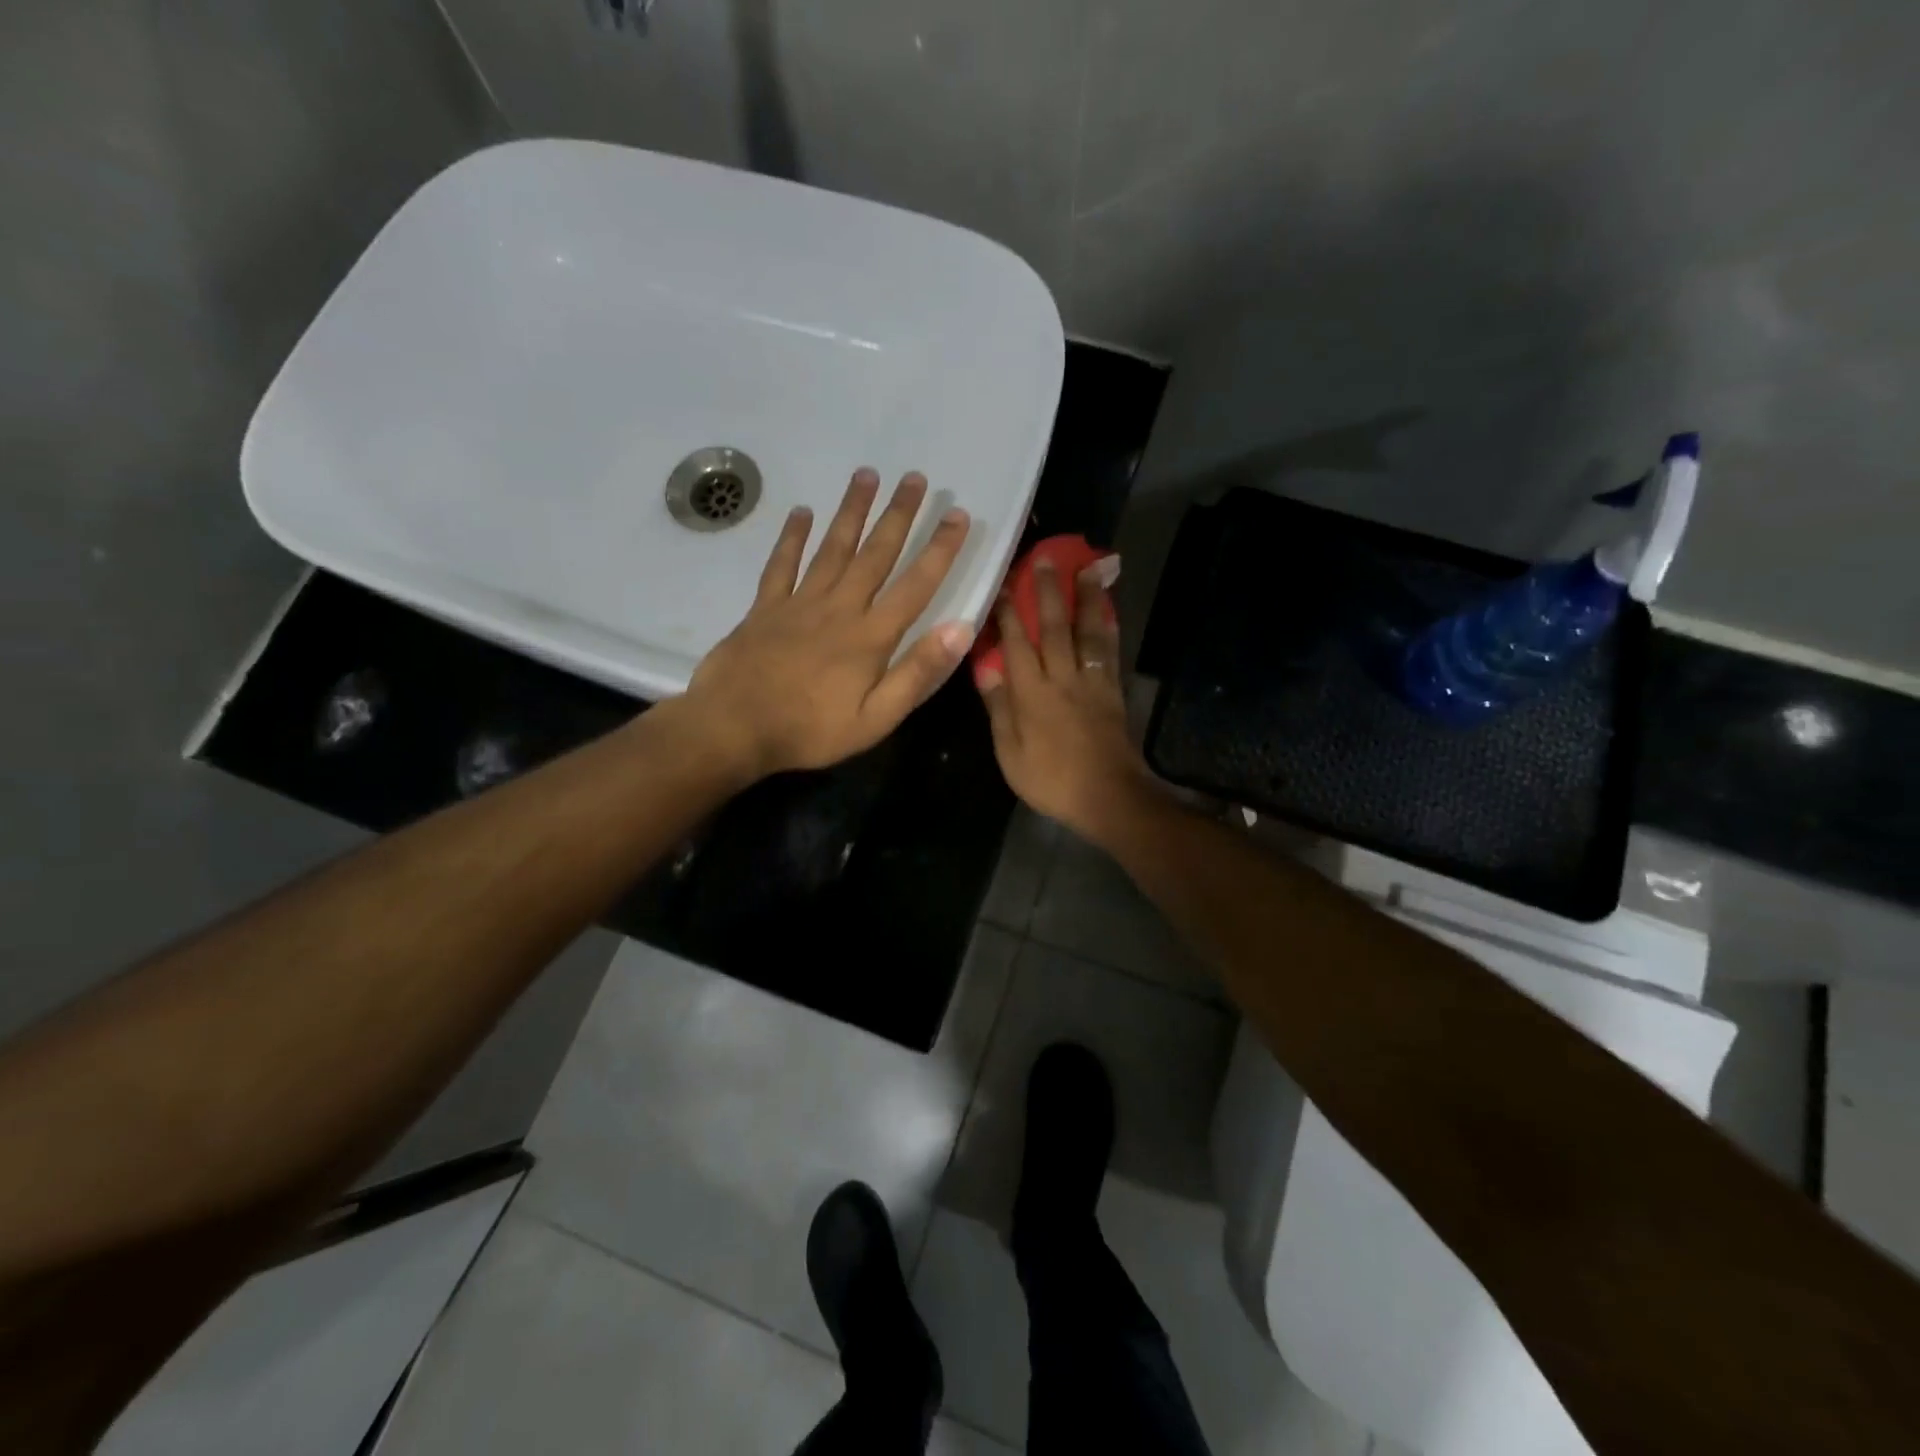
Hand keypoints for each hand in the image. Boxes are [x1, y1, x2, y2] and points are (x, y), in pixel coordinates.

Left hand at [683, 469, 973, 777]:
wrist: (733, 728)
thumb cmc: (810, 731)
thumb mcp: (876, 719)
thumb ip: (917, 673)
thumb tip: (960, 629)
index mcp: (870, 637)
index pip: (915, 585)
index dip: (939, 550)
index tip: (958, 515)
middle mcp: (839, 608)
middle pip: (874, 554)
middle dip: (898, 515)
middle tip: (915, 478)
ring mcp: (799, 603)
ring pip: (831, 548)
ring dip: (851, 511)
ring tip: (866, 475)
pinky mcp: (765, 608)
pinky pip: (782, 564)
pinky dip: (792, 537)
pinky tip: (801, 512)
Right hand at [975, 556, 1164, 845]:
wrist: (1108, 796)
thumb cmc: (1052, 780)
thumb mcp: (1010, 753)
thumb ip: (999, 710)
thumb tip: (986, 670)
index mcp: (1031, 693)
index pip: (1016, 643)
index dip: (1008, 613)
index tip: (1002, 584)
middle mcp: (1061, 678)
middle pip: (1054, 627)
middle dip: (1048, 592)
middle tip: (1044, 559)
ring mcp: (1091, 682)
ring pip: (1087, 632)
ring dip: (1086, 598)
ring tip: (1088, 568)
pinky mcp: (1112, 691)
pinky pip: (1108, 652)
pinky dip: (1108, 627)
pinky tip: (1108, 611)